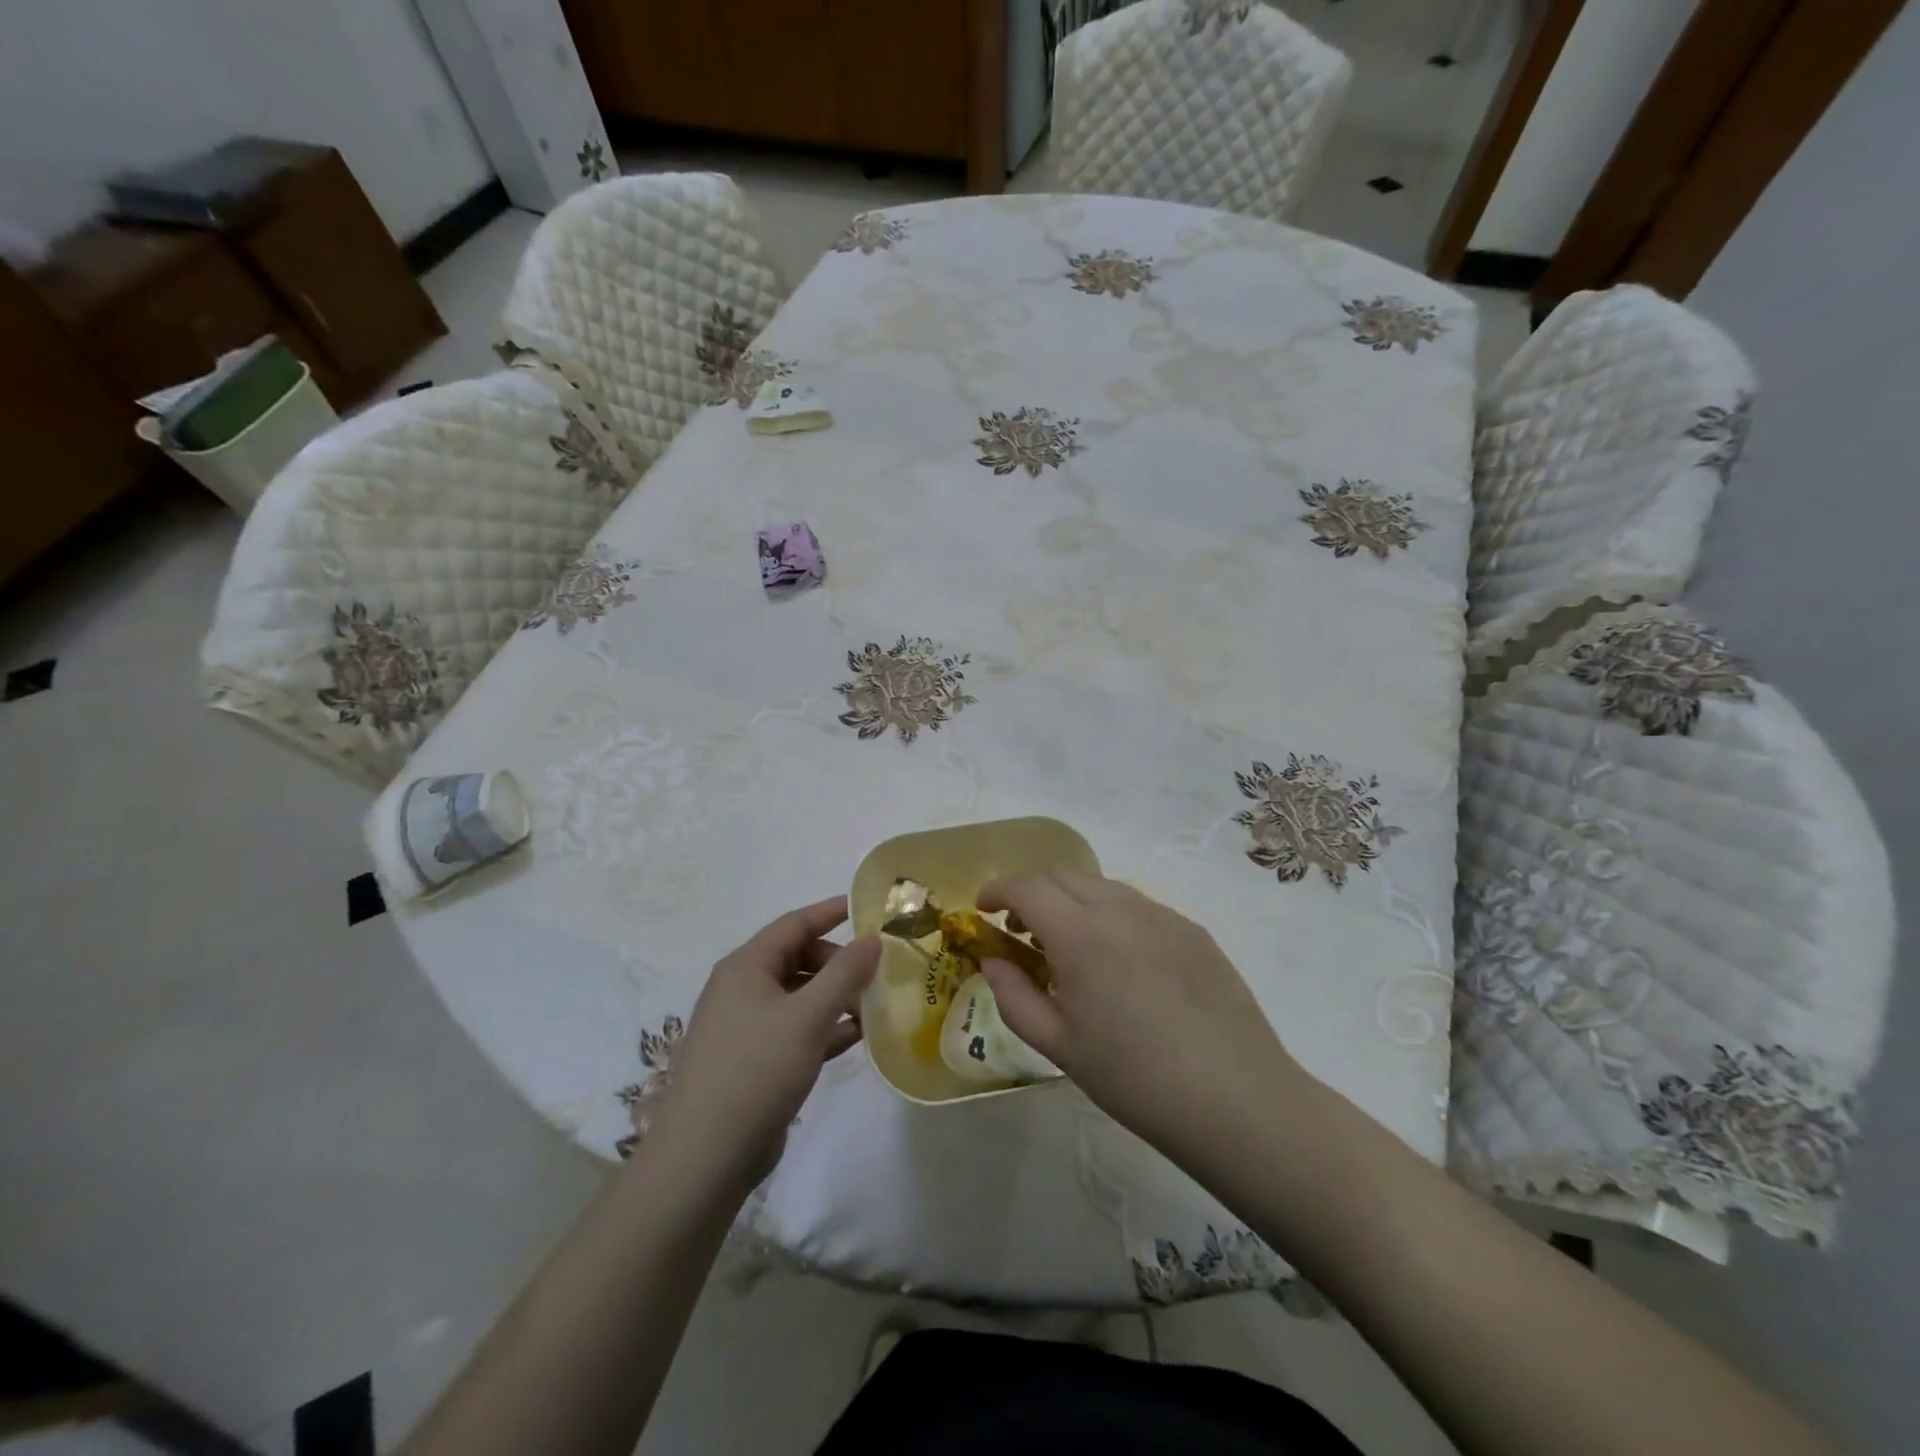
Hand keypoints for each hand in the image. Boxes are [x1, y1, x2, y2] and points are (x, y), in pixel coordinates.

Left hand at [649, 898, 878, 1190]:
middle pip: (798, 958)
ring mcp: (745, 1026)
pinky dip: (824, 1028)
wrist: (705, 1156)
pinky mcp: (753, 1061)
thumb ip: (845, 973)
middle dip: (838, 963)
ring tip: (874, 1007)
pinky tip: (856, 1037)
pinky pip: (795, 1030)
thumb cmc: (756, 1069)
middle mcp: (742, 988)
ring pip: (799, 996)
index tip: (871, 908)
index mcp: (746, 966)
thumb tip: (872, 939)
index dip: (832, 911)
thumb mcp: (809, 1015)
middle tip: (876, 975)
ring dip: (835, 997)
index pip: (795, 923)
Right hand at [976, 870, 1306, 1162]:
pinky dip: (1109, 914)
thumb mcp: (1059, 1045)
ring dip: (1071, 900)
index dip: (997, 890)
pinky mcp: (1192, 929)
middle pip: (1062, 875)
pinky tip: (1118, 961)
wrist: (1236, 1099)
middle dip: (1031, 891)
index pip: (1027, 887)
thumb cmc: (1134, 1079)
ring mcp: (1162, 915)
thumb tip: (992, 961)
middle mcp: (1121, 908)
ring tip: (1067, 945)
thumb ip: (1014, 995)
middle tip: (1018, 928)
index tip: (983, 909)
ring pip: (1101, 886)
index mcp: (1081, 934)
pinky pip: (1137, 906)